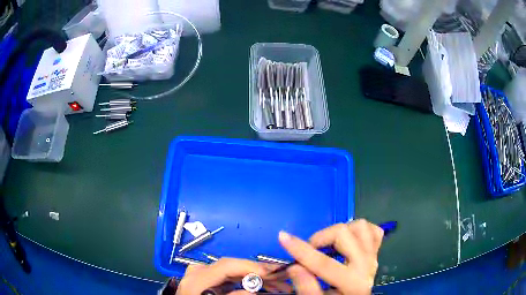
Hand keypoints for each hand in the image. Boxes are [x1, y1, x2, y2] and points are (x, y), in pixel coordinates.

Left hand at [176, 258, 290, 294]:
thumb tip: (253, 290)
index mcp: (197, 278)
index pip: (227, 265)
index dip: (251, 266)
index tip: (274, 273)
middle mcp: (199, 271)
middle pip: (234, 266)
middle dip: (260, 272)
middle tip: (283, 279)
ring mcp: (202, 273)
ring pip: (234, 271)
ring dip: (256, 277)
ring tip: (277, 284)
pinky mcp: (206, 277)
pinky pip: (230, 276)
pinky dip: (246, 280)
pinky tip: (260, 284)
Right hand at [277, 219, 383, 294]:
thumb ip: (307, 288)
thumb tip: (294, 266)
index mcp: (353, 283)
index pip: (324, 263)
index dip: (300, 250)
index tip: (282, 237)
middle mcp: (367, 265)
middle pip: (344, 234)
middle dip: (320, 238)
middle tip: (308, 250)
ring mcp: (373, 256)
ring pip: (360, 227)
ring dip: (341, 231)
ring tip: (328, 245)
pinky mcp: (375, 252)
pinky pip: (373, 231)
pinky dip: (359, 231)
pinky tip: (348, 241)